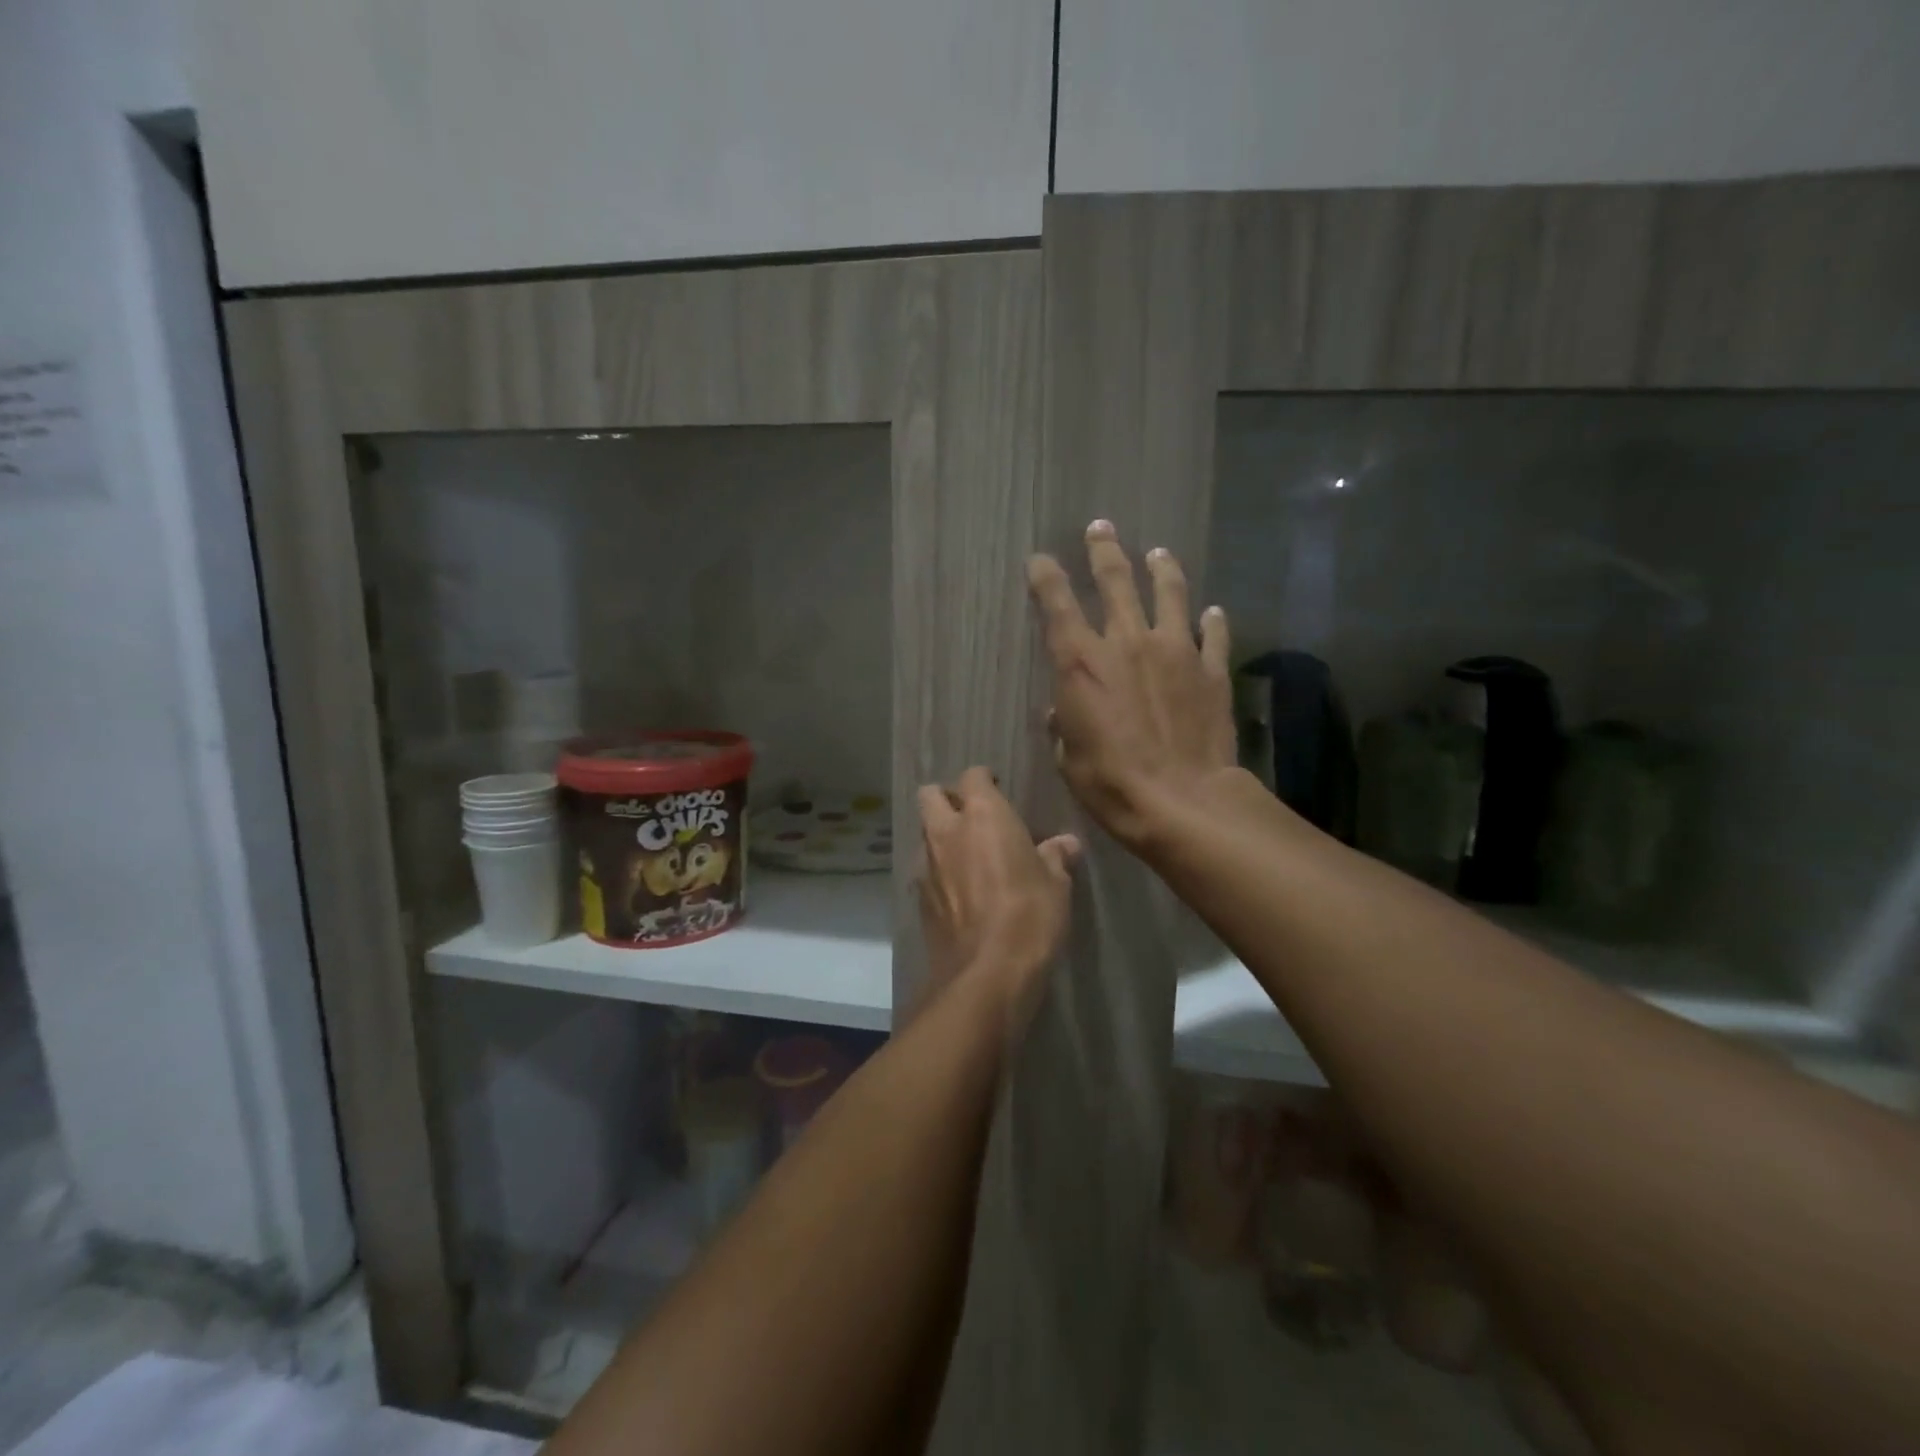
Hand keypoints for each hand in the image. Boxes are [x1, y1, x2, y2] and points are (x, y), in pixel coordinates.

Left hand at [916, 767, 1079, 1022]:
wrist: (987, 974)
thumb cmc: (1030, 916)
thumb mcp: (1056, 885)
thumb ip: (1056, 856)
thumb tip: (1067, 843)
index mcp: (983, 816)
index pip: (972, 776)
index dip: (983, 779)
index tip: (997, 787)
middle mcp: (947, 832)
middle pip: (930, 795)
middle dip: (947, 798)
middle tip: (973, 816)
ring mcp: (927, 865)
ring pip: (925, 833)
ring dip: (941, 836)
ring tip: (967, 856)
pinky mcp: (920, 898)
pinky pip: (926, 871)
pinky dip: (939, 871)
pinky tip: (960, 892)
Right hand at [1027, 521, 1234, 851]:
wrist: (1182, 801)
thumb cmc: (1111, 783)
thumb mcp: (1069, 757)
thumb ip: (1064, 725)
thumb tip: (1062, 712)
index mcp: (1082, 662)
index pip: (1057, 604)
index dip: (1045, 577)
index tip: (1040, 560)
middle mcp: (1127, 642)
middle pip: (1115, 581)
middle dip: (1104, 551)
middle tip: (1101, 528)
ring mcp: (1175, 651)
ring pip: (1168, 594)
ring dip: (1161, 570)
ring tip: (1158, 553)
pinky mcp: (1210, 671)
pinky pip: (1212, 637)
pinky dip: (1211, 622)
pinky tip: (1212, 612)